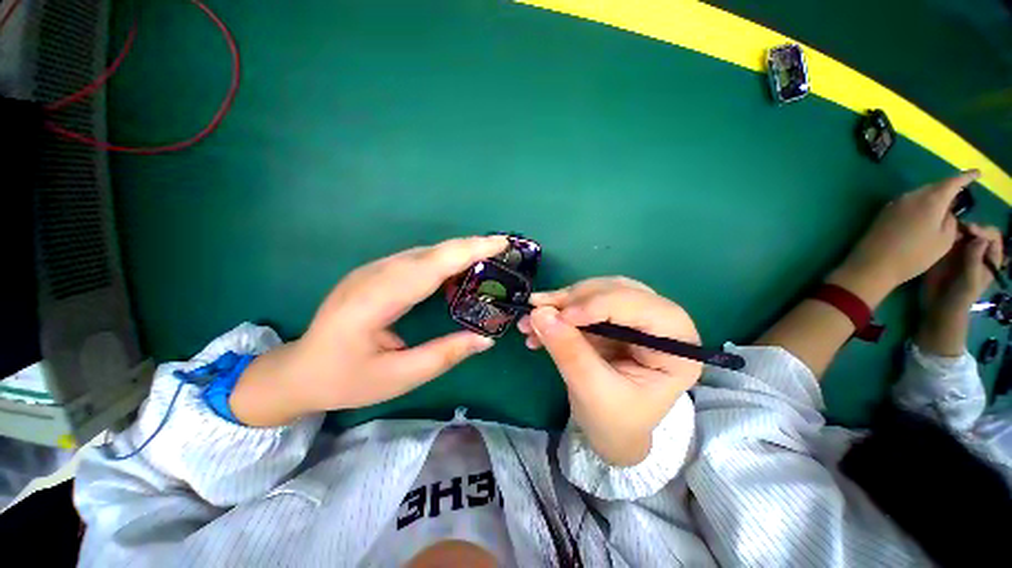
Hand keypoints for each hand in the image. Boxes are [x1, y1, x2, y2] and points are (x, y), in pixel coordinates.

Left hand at [230, 236, 508, 426]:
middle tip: (505, 249)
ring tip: (490, 258)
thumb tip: (486, 338)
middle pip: (432, 251)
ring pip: (426, 252)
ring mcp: (373, 270)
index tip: (501, 243)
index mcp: (376, 300)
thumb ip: (445, 355)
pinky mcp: (376, 273)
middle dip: (472, 246)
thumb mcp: (399, 377)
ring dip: (460, 251)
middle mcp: (375, 275)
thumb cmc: (346, 379)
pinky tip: (459, 271)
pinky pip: (417, 259)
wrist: (299, 371)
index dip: (469, 251)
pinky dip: (444, 260)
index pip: (432, 265)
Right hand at [517, 278, 701, 465]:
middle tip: (539, 310)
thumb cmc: (615, 422)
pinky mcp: (611, 318)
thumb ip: (569, 352)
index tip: (560, 316)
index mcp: (676, 345)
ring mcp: (634, 317)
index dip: (599, 304)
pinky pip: (582, 303)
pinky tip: (535, 325)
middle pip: (618, 291)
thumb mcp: (593, 392)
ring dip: (561, 302)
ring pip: (597, 291)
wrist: (611, 432)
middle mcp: (660, 322)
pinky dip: (557, 311)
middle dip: (574, 299)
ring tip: (531, 318)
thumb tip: (540, 313)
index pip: (643, 307)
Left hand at [830, 171, 979, 306]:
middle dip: (948, 190)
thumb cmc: (914, 255)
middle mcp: (912, 195)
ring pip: (921, 195)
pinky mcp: (884, 212)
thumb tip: (946, 211)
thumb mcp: (944, 240)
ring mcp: (895, 203)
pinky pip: (908, 203)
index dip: (966, 177)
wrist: (873, 264)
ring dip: (932, 199)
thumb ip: (950, 221)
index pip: (953, 182)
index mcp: (931, 199)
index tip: (977, 173)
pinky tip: (922, 217)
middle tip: (959, 197)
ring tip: (941, 209)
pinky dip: (919, 206)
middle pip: (935, 187)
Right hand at [915, 223, 1003, 356]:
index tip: (970, 231)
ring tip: (946, 230)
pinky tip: (937, 236)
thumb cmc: (959, 296)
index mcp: (989, 258)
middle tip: (957, 228)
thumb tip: (979, 238)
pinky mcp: (944, 253)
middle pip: (977, 231)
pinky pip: (947, 239)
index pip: (992, 236)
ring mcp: (960, 252)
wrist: (938, 306)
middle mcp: (977, 252)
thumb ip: (974, 259)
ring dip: (956, 229)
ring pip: (961, 232)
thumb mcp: (970, 280)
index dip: (983, 230)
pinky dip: (943, 234)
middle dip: (969, 227)